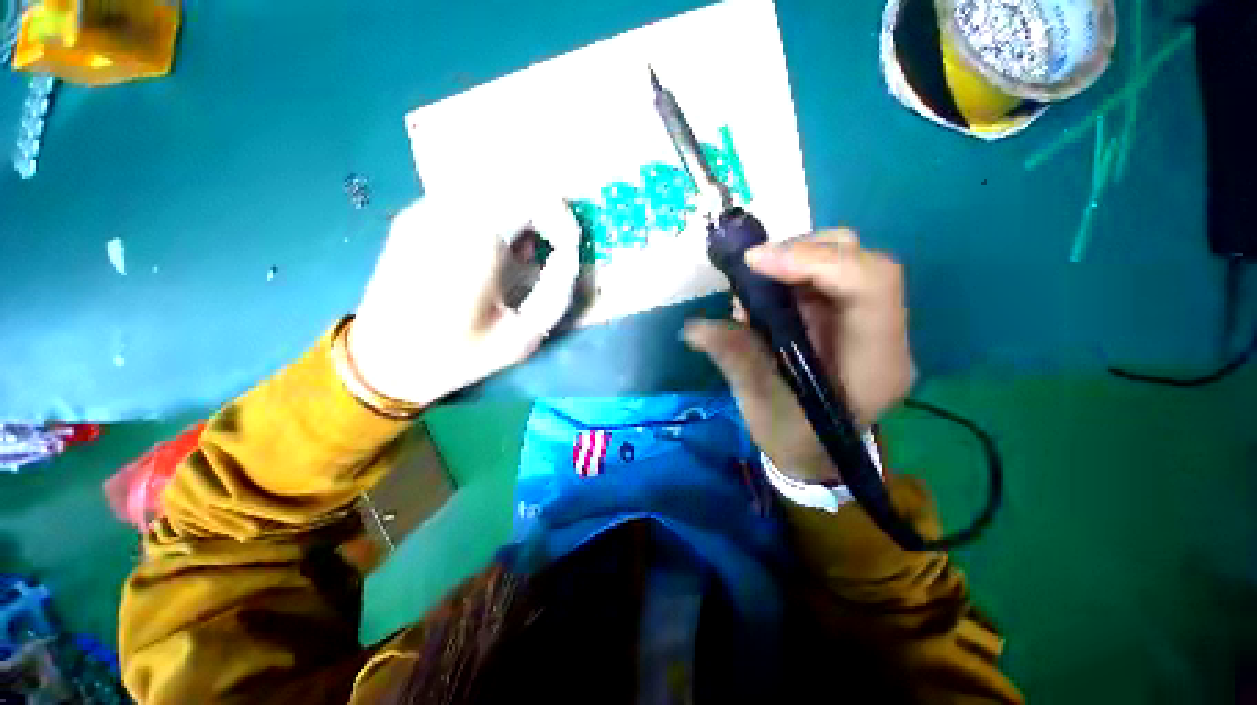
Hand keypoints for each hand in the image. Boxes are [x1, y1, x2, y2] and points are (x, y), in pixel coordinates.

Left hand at [348, 194, 580, 407]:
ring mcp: (425, 210)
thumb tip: (569, 256)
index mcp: (475, 241)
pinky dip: (495, 216)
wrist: (384, 360)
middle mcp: (447, 212)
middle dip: (545, 211)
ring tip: (527, 252)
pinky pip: (467, 200)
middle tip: (556, 245)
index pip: (532, 197)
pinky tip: (494, 252)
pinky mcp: (414, 218)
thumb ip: (557, 293)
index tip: (571, 248)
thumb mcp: (523, 336)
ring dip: (520, 212)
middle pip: (511, 182)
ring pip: (489, 187)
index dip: (562, 218)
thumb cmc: (459, 354)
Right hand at [683, 230, 914, 482]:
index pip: (869, 285)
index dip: (813, 260)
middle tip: (752, 270)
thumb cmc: (792, 437)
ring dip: (793, 261)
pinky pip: (827, 276)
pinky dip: (791, 274)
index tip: (755, 262)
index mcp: (874, 363)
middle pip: (862, 261)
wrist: (815, 452)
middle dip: (801, 252)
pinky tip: (765, 297)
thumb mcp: (757, 400)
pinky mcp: (850, 317)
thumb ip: (730, 356)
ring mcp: (870, 322)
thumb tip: (692, 328)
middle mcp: (884, 335)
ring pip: (845, 260)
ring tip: (752, 292)